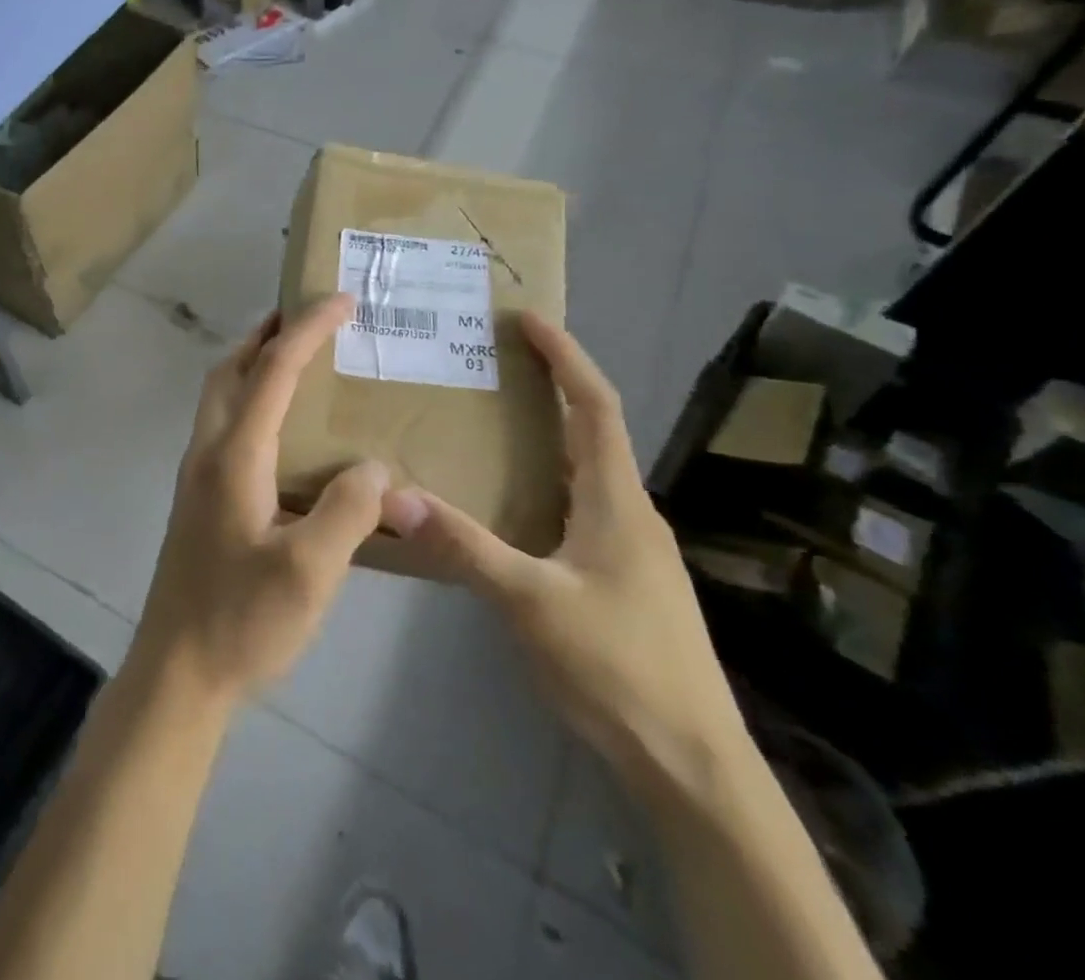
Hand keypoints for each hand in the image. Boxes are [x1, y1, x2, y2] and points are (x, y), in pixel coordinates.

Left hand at [133, 294, 430, 704]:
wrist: (178, 671)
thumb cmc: (242, 621)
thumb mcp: (310, 572)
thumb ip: (349, 511)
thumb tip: (375, 465)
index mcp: (233, 456)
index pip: (273, 372)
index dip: (307, 330)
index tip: (342, 299)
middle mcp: (207, 452)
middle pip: (231, 369)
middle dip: (268, 333)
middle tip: (310, 317)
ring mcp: (196, 474)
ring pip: (220, 395)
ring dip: (254, 363)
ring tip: (298, 359)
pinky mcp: (199, 498)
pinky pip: (224, 424)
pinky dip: (250, 398)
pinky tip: (281, 429)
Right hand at [395, 313, 750, 803]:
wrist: (692, 766)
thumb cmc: (617, 668)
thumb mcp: (529, 601)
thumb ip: (462, 544)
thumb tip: (392, 494)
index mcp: (616, 501)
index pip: (595, 407)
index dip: (566, 357)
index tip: (528, 319)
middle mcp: (628, 512)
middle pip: (592, 429)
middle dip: (551, 385)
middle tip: (493, 361)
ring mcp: (628, 548)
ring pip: (584, 470)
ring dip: (546, 432)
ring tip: (490, 418)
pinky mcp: (619, 578)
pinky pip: (577, 505)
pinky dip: (543, 478)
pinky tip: (507, 500)